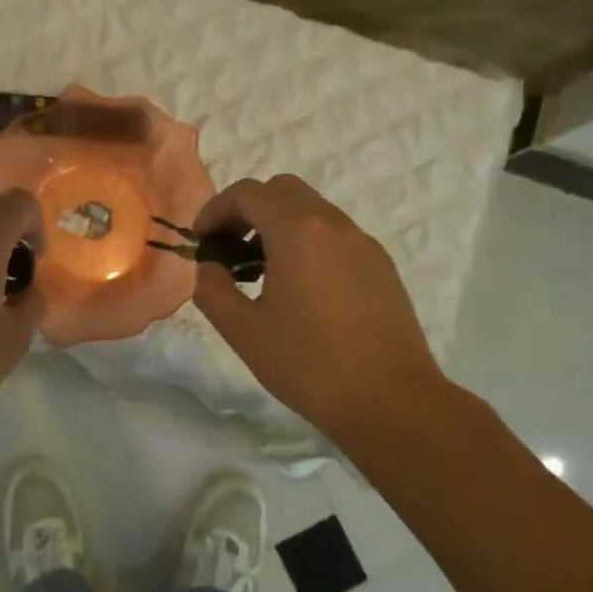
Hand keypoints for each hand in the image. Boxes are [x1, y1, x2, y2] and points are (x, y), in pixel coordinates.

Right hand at [191, 175, 446, 445]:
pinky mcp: (381, 265)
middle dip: (247, 210)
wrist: (391, 401)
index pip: (247, 193)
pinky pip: (334, 235)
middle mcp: (333, 224)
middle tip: (229, 248)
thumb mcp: (243, 331)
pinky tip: (300, 289)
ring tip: (260, 272)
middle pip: (282, 190)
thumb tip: (210, 267)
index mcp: (297, 232)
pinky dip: (306, 242)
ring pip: (311, 210)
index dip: (215, 210)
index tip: (201, 241)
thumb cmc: (309, 364)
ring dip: (277, 225)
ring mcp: (363, 243)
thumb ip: (213, 289)